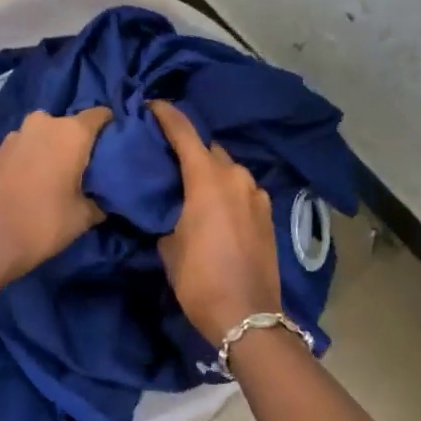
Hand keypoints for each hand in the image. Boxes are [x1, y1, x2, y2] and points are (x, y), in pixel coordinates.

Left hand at [0, 107, 113, 283]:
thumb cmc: (42, 223)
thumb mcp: (83, 218)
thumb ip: (99, 200)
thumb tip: (103, 198)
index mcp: (71, 132)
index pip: (101, 115)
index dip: (112, 128)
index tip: (118, 147)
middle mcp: (44, 123)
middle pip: (71, 126)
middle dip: (80, 143)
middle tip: (89, 168)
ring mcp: (16, 135)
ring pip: (45, 136)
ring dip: (53, 150)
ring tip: (62, 177)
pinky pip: (26, 148)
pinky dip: (34, 159)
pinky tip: (37, 182)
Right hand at [150, 101, 283, 343]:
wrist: (248, 316)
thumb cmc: (200, 279)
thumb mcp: (169, 246)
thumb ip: (168, 215)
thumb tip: (171, 209)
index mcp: (208, 179)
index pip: (184, 133)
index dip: (167, 115)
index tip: (152, 105)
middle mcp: (237, 178)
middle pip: (209, 149)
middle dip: (189, 147)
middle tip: (167, 155)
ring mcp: (257, 195)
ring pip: (228, 170)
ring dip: (210, 170)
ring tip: (189, 183)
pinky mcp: (268, 214)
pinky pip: (241, 190)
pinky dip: (226, 189)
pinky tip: (213, 205)